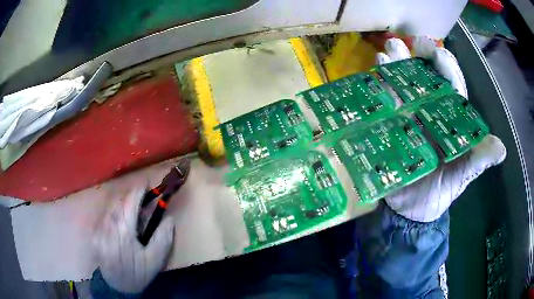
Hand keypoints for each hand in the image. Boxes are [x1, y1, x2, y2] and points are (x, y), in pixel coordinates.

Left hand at [93, 186, 174, 293]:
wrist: (117, 287)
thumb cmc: (138, 273)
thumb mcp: (155, 260)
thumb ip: (163, 238)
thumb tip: (168, 218)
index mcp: (124, 231)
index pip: (130, 201)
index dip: (139, 189)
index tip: (148, 184)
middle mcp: (108, 225)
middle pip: (119, 200)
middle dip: (131, 196)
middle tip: (142, 201)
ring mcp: (99, 228)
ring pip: (110, 206)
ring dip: (122, 203)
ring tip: (131, 212)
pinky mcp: (94, 233)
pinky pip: (104, 215)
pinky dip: (113, 212)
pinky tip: (119, 222)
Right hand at [376, 37, 505, 221]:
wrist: (413, 211)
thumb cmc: (440, 192)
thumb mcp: (462, 177)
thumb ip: (478, 161)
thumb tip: (500, 149)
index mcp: (451, 122)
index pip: (452, 89)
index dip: (447, 70)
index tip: (439, 53)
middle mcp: (431, 113)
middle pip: (427, 80)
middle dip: (420, 58)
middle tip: (412, 41)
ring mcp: (409, 118)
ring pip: (405, 86)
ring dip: (398, 66)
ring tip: (389, 49)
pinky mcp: (391, 126)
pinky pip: (386, 103)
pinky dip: (381, 87)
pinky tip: (376, 72)